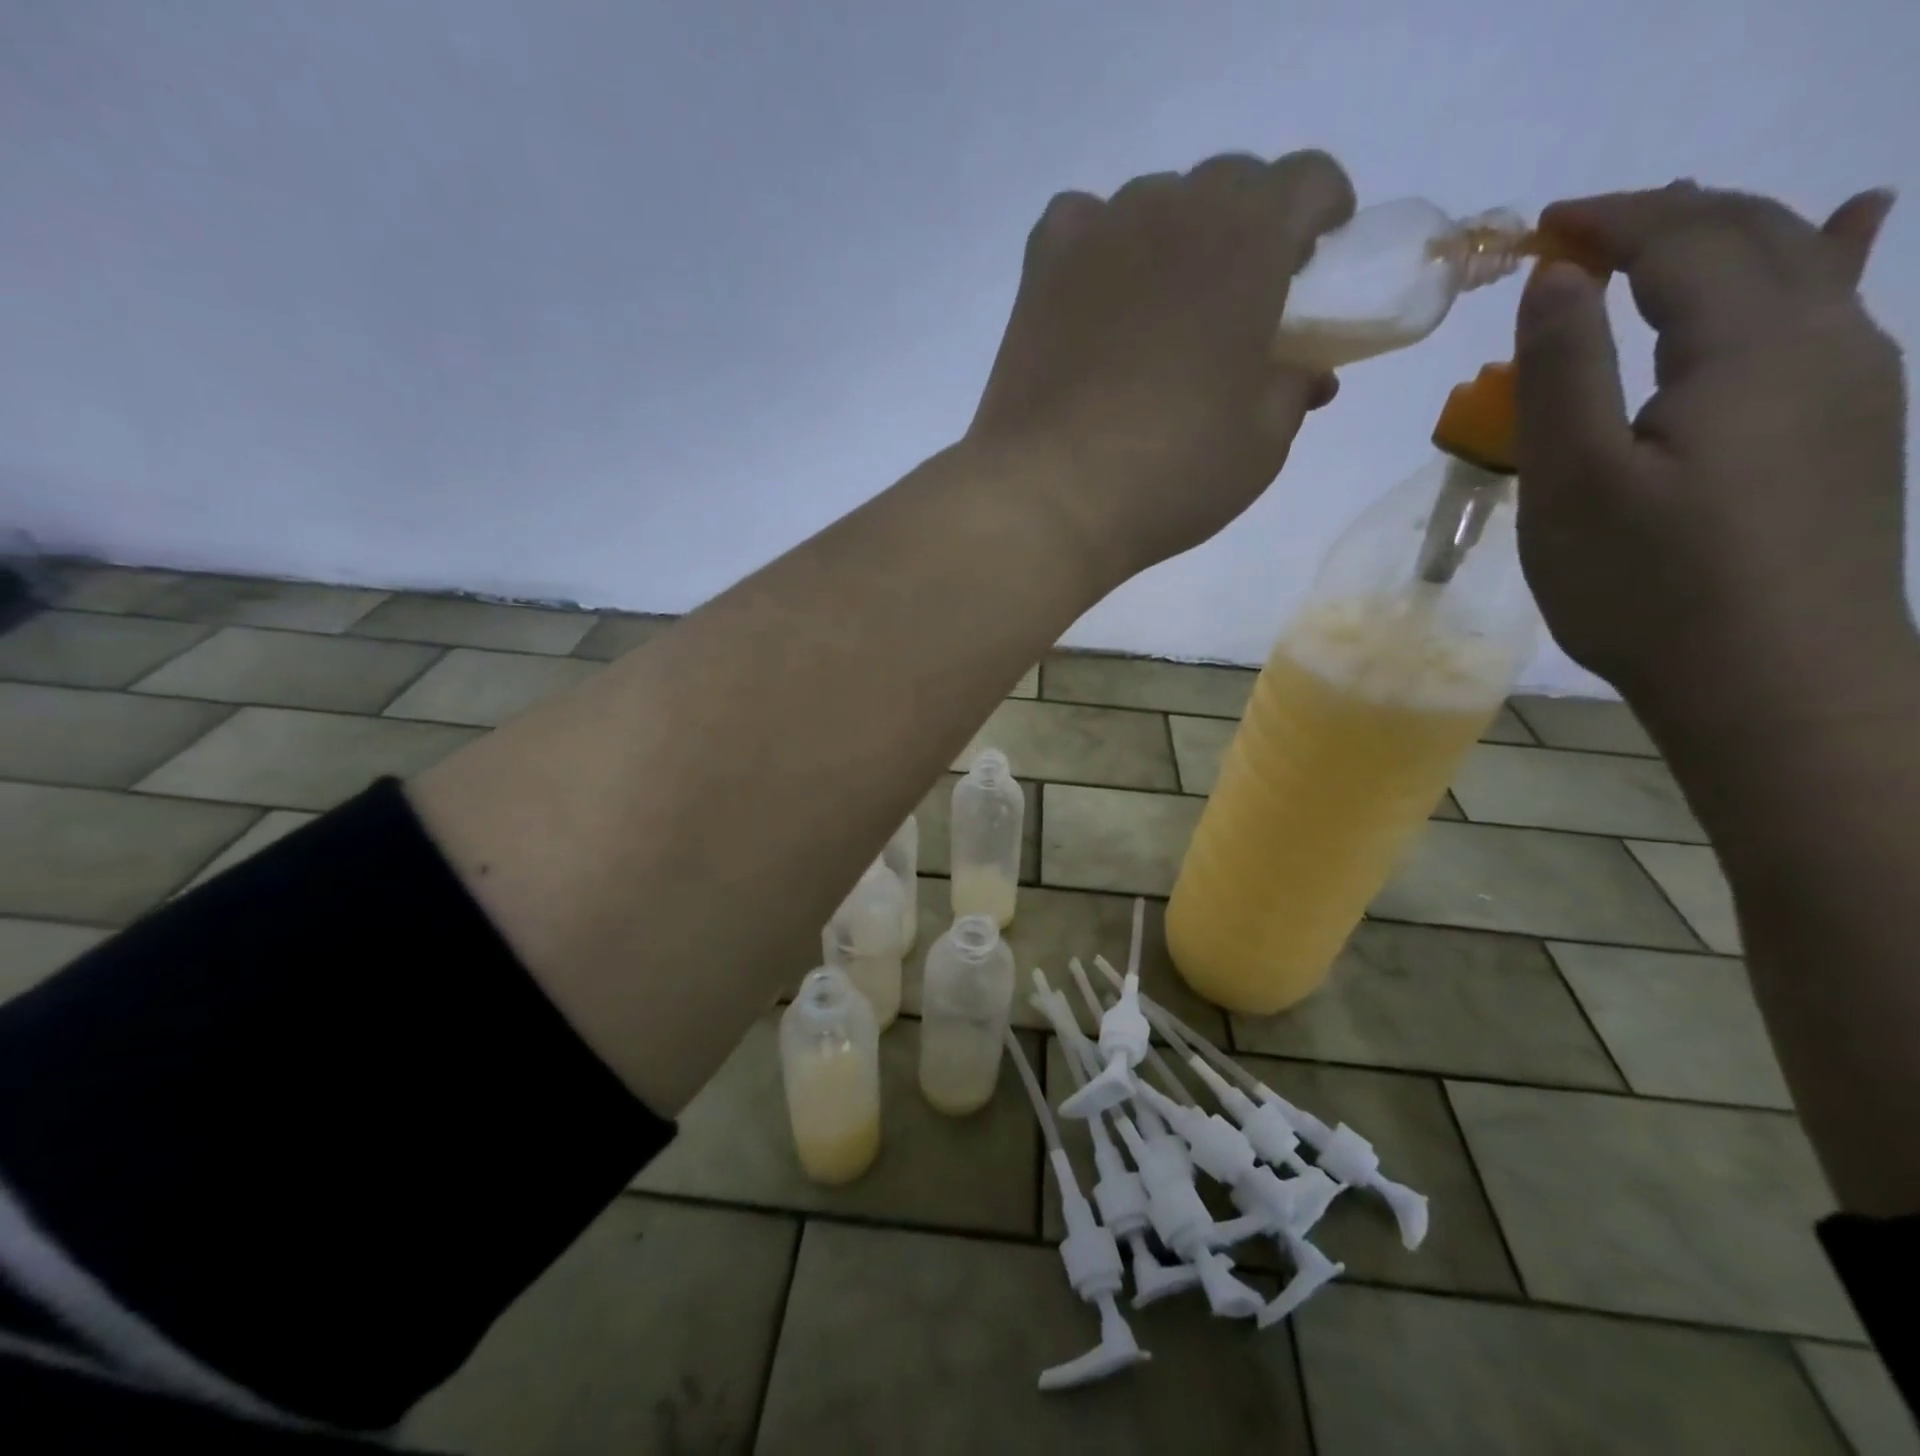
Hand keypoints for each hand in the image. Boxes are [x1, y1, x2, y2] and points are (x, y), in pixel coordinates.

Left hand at [967, 150, 1354, 582]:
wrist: (1049, 498)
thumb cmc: (1169, 474)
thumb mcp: (1262, 445)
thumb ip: (1293, 388)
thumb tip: (1300, 370)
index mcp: (1248, 243)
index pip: (1307, 180)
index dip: (1323, 211)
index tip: (1319, 255)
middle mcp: (1174, 214)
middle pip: (1229, 183)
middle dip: (1251, 226)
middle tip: (1242, 296)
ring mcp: (1099, 235)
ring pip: (1155, 201)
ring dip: (1176, 237)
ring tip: (1165, 306)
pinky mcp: (1041, 271)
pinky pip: (1080, 223)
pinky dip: (1100, 245)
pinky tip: (1099, 295)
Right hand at [1513, 181, 1907, 715]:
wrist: (1774, 679)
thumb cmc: (1649, 584)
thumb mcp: (1573, 482)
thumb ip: (1564, 370)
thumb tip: (1557, 274)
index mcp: (1745, 345)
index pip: (1681, 241)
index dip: (1611, 220)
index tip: (1542, 225)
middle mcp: (1824, 338)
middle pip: (1751, 236)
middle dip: (1665, 216)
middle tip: (1584, 228)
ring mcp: (1856, 381)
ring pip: (1803, 264)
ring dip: (1730, 231)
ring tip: (1677, 219)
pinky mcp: (1855, 427)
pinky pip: (1839, 310)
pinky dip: (1828, 255)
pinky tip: (1856, 223)